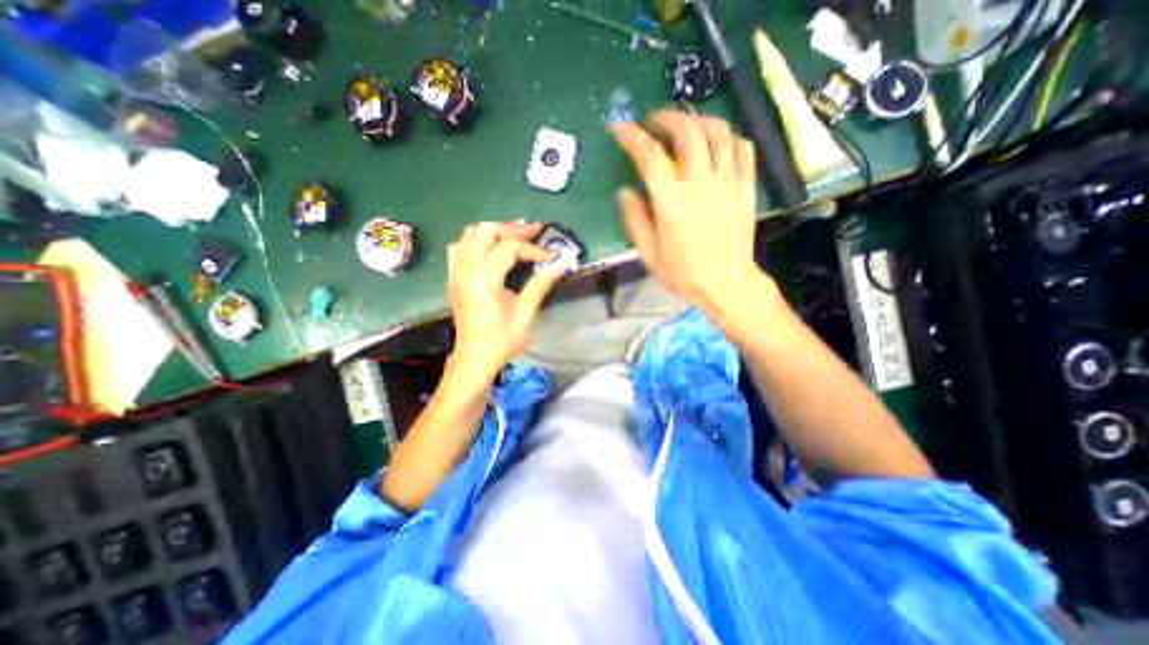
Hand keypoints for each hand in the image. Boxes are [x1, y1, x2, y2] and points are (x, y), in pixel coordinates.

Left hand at [444, 221, 564, 374]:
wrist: (475, 357)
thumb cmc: (502, 339)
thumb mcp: (525, 313)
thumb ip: (541, 284)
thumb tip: (562, 264)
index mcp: (483, 279)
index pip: (509, 248)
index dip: (533, 249)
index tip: (551, 258)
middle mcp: (465, 269)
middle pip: (486, 231)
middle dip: (513, 229)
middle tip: (535, 231)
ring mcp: (456, 271)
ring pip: (471, 234)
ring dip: (495, 231)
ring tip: (517, 235)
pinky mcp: (453, 277)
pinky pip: (461, 246)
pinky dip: (478, 240)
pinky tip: (492, 248)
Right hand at [609, 111, 771, 327]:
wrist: (726, 283)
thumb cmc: (683, 272)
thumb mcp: (649, 254)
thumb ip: (635, 220)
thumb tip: (625, 191)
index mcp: (672, 203)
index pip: (650, 156)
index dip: (633, 136)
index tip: (621, 127)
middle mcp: (701, 183)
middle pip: (687, 131)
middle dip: (667, 117)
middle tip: (654, 120)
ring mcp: (728, 181)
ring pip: (718, 131)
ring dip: (697, 120)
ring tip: (685, 126)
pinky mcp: (746, 185)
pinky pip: (742, 147)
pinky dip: (727, 136)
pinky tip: (715, 144)